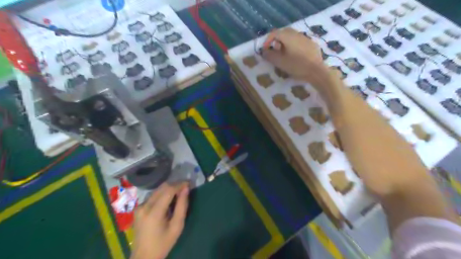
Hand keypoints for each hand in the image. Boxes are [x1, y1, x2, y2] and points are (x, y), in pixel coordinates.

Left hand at [130, 182, 188, 258]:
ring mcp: (139, 206)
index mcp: (154, 212)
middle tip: (186, 187)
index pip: (168, 190)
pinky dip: (163, 194)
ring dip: (169, 189)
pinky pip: (153, 196)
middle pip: (162, 187)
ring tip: (179, 193)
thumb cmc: (163, 243)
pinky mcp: (138, 208)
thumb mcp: (177, 226)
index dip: (180, 184)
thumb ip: (182, 206)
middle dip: (175, 185)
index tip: (189, 183)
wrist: (143, 257)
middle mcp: (144, 206)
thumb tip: (186, 189)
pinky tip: (169, 200)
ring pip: (157, 190)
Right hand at [261, 28, 329, 84]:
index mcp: (288, 36)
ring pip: (292, 36)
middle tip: (274, 51)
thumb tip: (264, 51)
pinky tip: (295, 56)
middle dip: (277, 40)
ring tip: (284, 54)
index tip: (265, 50)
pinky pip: (300, 41)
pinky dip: (294, 46)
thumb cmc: (296, 66)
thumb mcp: (280, 62)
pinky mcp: (312, 44)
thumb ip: (270, 55)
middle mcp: (297, 34)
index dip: (268, 40)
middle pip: (284, 32)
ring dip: (285, 43)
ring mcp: (306, 38)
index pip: (274, 33)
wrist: (316, 71)